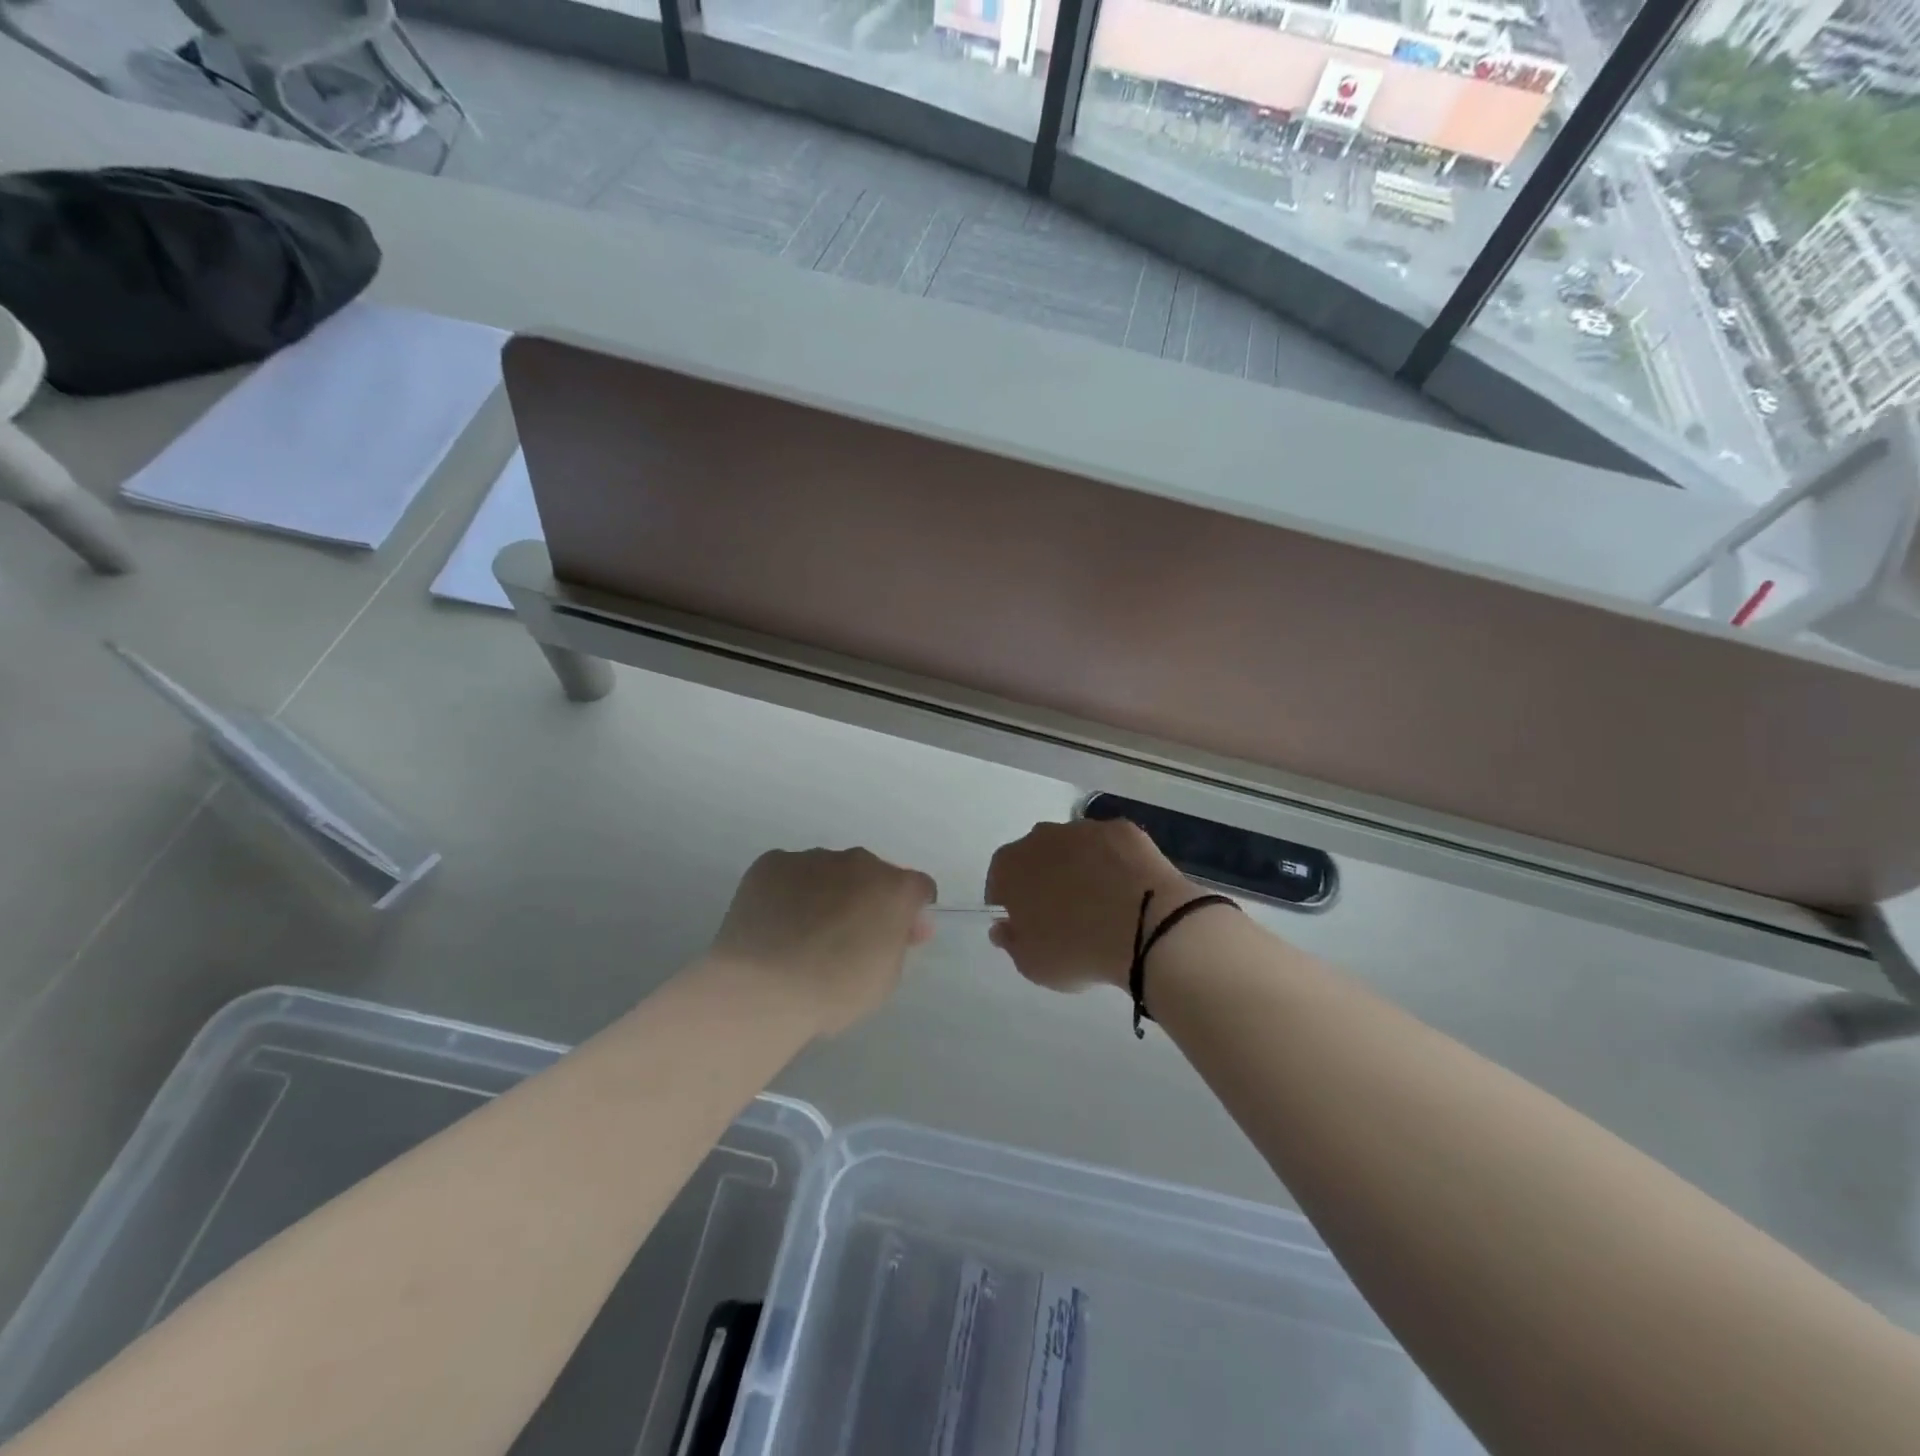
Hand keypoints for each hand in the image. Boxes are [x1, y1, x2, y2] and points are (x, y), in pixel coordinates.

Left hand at [707, 848, 936, 1034]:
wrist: (763, 987)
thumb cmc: (834, 990)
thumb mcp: (885, 979)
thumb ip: (898, 944)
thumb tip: (905, 925)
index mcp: (895, 888)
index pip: (918, 888)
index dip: (910, 912)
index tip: (897, 935)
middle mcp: (858, 862)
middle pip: (872, 874)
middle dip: (866, 897)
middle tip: (846, 935)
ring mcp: (812, 858)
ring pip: (828, 871)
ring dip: (826, 891)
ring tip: (801, 932)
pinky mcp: (771, 862)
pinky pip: (789, 872)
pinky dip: (787, 891)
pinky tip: (774, 923)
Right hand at [985, 819, 1191, 993]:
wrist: (1146, 928)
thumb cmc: (1077, 949)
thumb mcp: (1033, 964)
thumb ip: (1011, 942)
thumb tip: (1004, 926)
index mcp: (1011, 866)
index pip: (999, 879)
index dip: (1010, 901)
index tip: (1025, 923)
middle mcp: (1042, 837)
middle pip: (1036, 856)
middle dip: (1045, 879)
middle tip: (1063, 913)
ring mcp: (1085, 828)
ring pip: (1074, 848)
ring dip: (1080, 868)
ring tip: (1102, 903)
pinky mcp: (1124, 829)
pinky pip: (1111, 847)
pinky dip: (1115, 863)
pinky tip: (1129, 890)